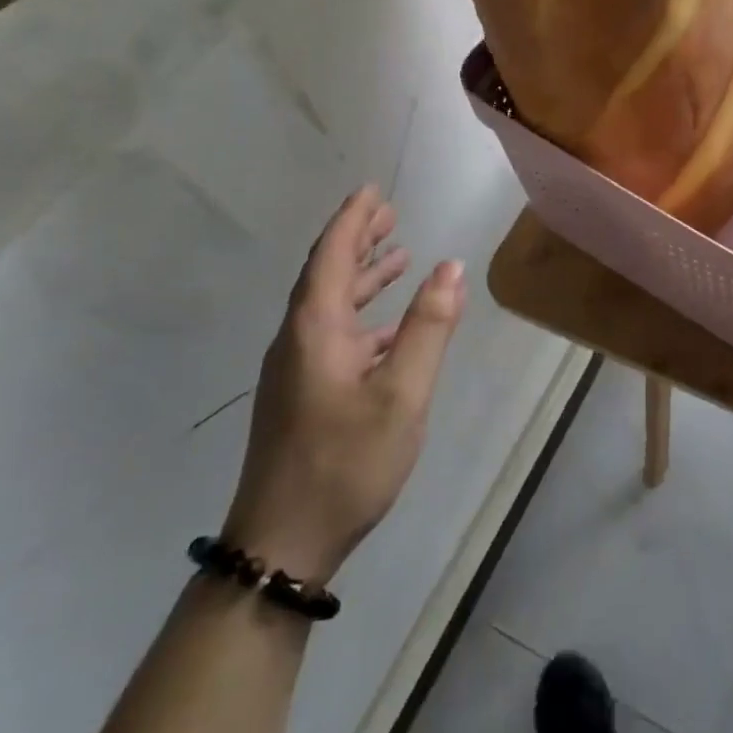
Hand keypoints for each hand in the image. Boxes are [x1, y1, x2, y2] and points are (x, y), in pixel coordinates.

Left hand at [220, 186, 465, 584]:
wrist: (282, 543)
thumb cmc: (345, 463)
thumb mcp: (402, 394)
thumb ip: (428, 327)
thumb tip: (450, 266)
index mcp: (315, 330)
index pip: (332, 256)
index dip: (353, 219)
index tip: (373, 189)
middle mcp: (298, 340)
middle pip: (326, 275)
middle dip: (358, 240)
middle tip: (390, 213)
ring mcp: (297, 371)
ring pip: (330, 306)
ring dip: (361, 276)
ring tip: (397, 254)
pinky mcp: (302, 396)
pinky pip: (334, 335)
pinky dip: (363, 316)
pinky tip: (389, 327)